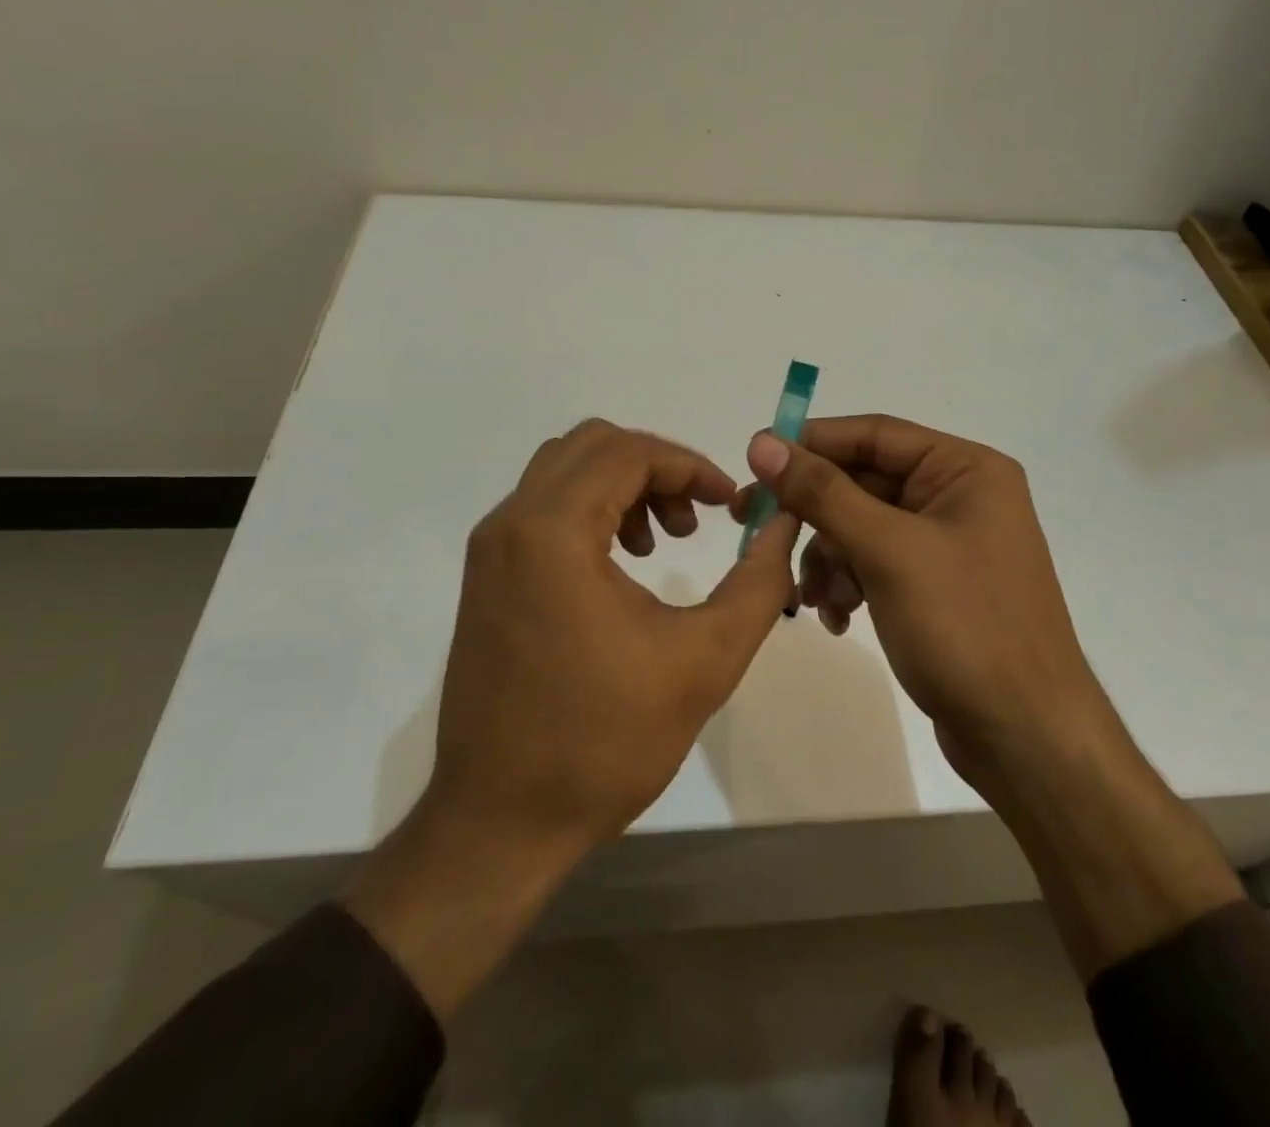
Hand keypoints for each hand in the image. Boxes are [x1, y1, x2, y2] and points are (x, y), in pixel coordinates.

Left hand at [347, 419, 797, 1019]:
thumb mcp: (705, 659)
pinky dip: (591, 512)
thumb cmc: (604, 741)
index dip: (690, 465)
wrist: (498, 824)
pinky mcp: (486, 578)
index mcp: (552, 531)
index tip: (730, 503)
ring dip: (623, 486)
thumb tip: (783, 524)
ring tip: (664, 541)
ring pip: (564, 473)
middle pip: (592, 446)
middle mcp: (510, 523)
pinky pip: (544, 510)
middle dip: (657, 468)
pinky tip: (623, 565)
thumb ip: (758, 583)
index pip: (629, 452)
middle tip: (697, 517)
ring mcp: (490, 550)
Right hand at [740, 415, 1110, 762]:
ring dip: (828, 557)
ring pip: (861, 527)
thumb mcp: (888, 550)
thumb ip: (823, 492)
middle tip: (755, 524)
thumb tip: (762, 442)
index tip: (755, 458)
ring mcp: (946, 544)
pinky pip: (874, 564)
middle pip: (863, 483)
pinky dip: (848, 584)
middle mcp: (958, 497)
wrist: (1026, 737)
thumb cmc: (965, 626)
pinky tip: (836, 618)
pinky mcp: (934, 586)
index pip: (874, 435)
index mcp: (965, 469)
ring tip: (812, 598)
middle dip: (814, 513)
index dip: (811, 442)